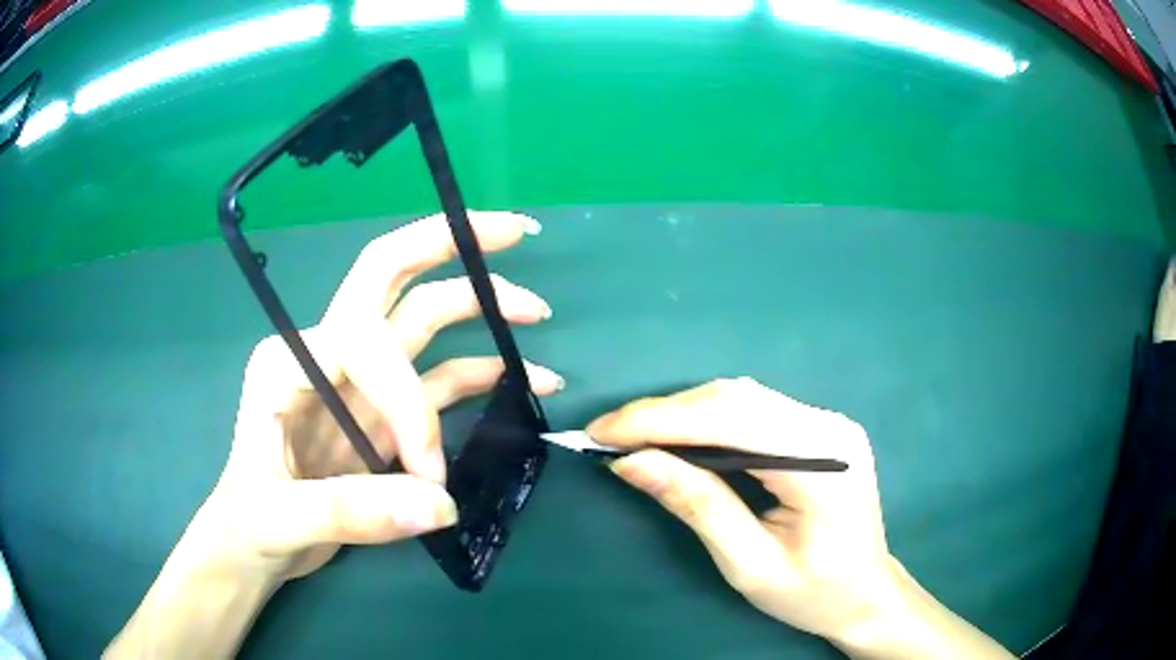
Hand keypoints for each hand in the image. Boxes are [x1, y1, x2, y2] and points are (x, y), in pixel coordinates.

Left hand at [108, 211, 563, 658]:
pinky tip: (523, 380)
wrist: (256, 543)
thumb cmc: (252, 521)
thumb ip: (353, 512)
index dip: (410, 403)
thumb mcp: (281, 518)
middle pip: (389, 277)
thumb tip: (441, 505)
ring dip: (479, 307)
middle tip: (511, 231)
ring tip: (537, 313)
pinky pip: (440, 379)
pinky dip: (481, 373)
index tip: (429, 474)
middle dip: (447, 245)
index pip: (366, 342)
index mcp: (290, 361)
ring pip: (423, 320)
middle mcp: (329, 353)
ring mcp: (361, 382)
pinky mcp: (385, 414)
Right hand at [589, 378, 1011, 657]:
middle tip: (607, 435)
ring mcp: (826, 422)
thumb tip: (633, 461)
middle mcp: (828, 425)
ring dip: (681, 413)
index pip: (730, 419)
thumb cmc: (814, 594)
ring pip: (739, 398)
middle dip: (663, 413)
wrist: (867, 594)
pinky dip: (705, 421)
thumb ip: (697, 506)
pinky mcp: (817, 429)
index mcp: (823, 460)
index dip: (658, 420)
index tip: (600, 432)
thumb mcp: (750, 566)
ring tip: (634, 438)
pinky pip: (751, 411)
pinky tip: (679, 439)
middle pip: (734, 398)